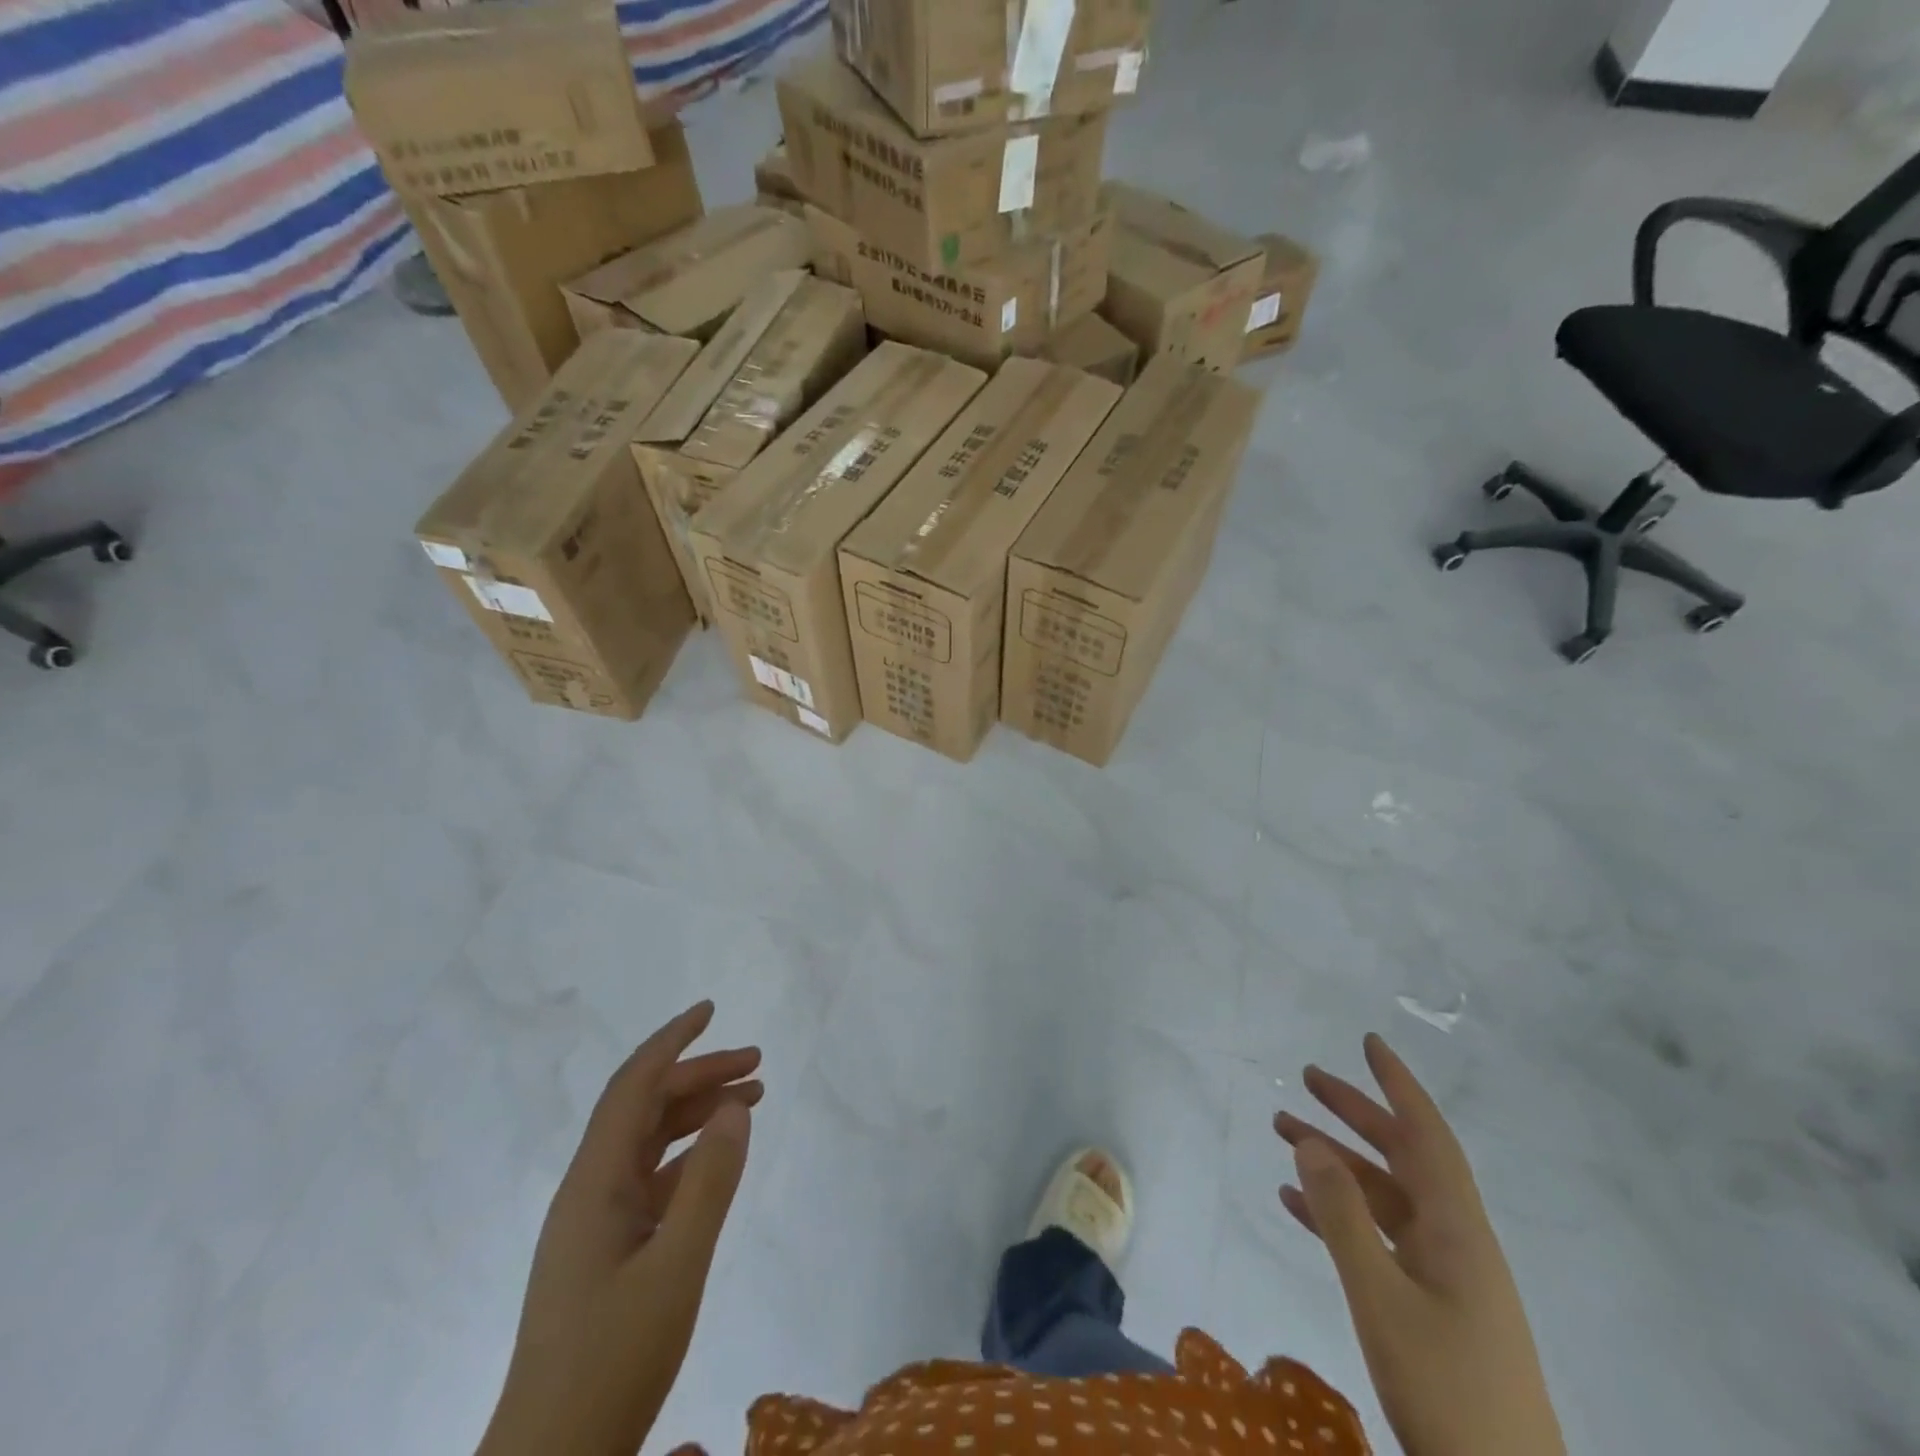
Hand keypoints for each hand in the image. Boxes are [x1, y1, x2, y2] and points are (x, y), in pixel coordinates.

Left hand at [480, 1002, 761, 1455]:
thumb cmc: (611, 1363)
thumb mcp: (676, 1269)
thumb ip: (710, 1182)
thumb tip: (735, 1105)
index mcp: (594, 1183)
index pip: (632, 1086)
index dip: (671, 1041)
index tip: (710, 1009)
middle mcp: (590, 1190)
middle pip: (645, 1108)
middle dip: (698, 1074)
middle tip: (757, 1062)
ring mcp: (596, 1223)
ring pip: (650, 1142)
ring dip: (696, 1112)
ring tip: (752, 1097)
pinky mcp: (608, 1252)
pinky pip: (653, 1179)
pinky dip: (690, 1155)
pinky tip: (720, 1157)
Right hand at [1274, 1034, 1564, 1455]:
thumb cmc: (1447, 1391)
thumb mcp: (1381, 1298)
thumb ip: (1343, 1217)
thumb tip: (1310, 1142)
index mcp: (1457, 1231)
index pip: (1427, 1136)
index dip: (1398, 1085)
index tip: (1368, 1042)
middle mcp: (1455, 1241)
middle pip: (1401, 1157)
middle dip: (1354, 1114)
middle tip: (1305, 1079)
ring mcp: (1444, 1276)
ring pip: (1383, 1196)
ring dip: (1336, 1162)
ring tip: (1282, 1132)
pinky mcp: (1431, 1308)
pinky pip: (1377, 1237)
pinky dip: (1337, 1213)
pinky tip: (1295, 1203)